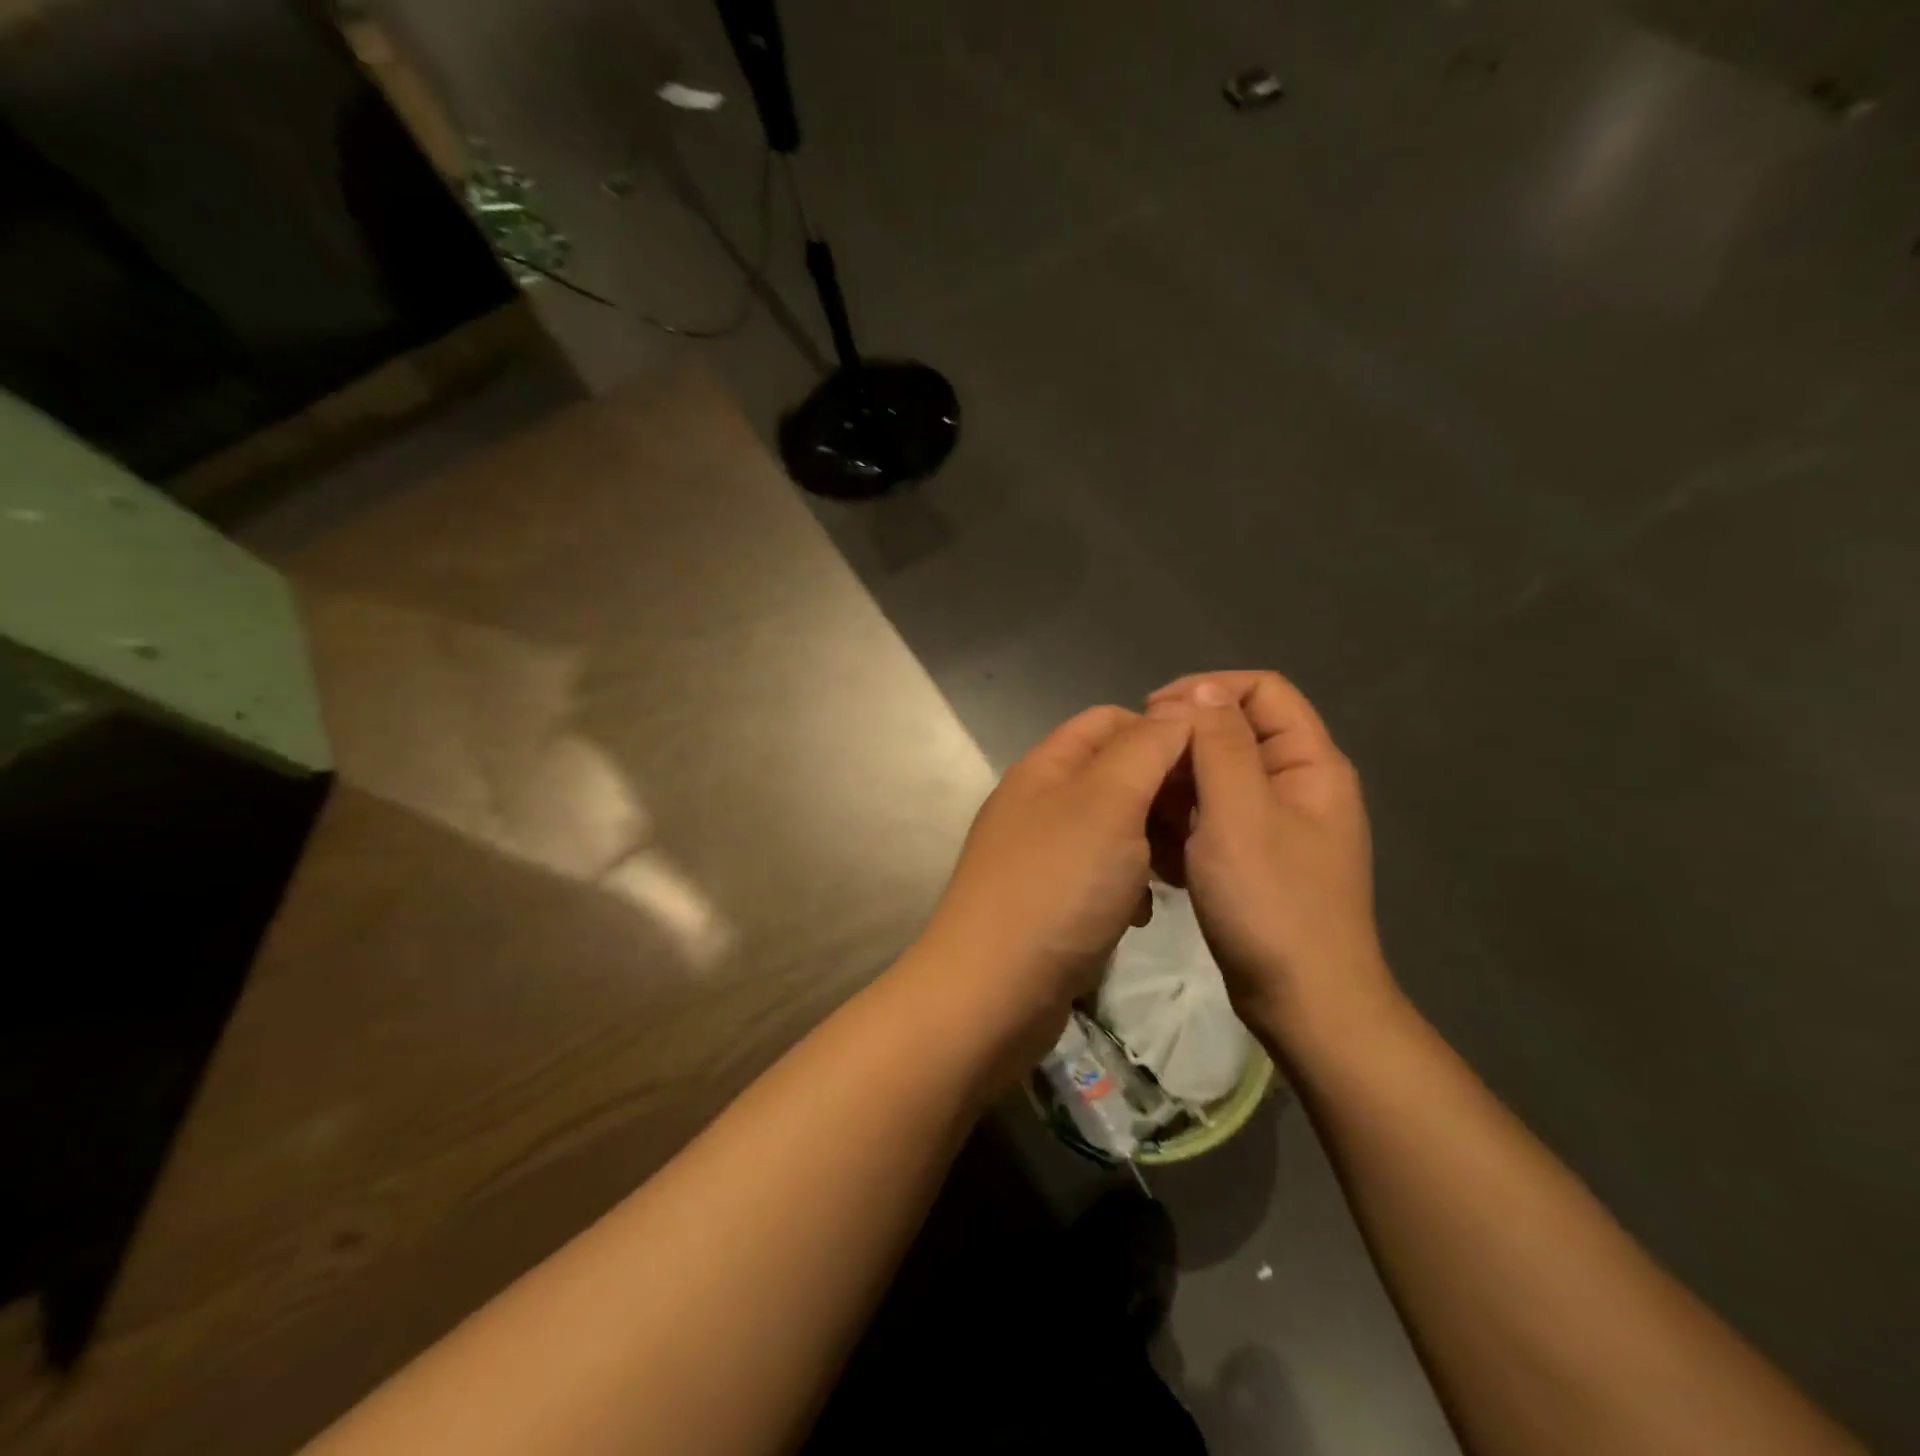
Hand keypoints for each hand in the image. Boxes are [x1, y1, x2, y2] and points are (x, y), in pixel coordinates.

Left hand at [911, 706, 1192, 1072]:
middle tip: (1202, 830)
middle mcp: (1039, 801)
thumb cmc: (1058, 885)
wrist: (992, 991)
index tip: (1211, 768)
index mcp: (1047, 765)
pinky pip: (1099, 874)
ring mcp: (1040, 853)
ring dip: (1151, 843)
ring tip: (1177, 874)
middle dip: (1162, 794)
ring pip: (1113, 827)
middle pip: (1115, 774)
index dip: (1164, 732)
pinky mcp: (1047, 900)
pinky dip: (1128, 884)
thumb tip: (1181, 708)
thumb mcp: (1110, 802)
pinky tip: (1142, 913)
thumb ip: (1147, 748)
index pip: (1112, 720)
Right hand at [1145, 671, 1397, 1052]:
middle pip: (1235, 733)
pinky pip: (1213, 819)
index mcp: (1309, 763)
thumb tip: (1203, 691)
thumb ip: (1220, 744)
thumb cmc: (1271, 902)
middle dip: (1183, 743)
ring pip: (1217, 779)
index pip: (1262, 690)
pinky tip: (1156, 850)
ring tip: (1139, 814)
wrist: (1303, 1002)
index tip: (1153, 714)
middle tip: (1136, 770)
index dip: (1206, 689)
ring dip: (1176, 789)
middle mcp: (1297, 785)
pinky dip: (1183, 825)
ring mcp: (1276, 825)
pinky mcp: (1255, 858)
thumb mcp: (1239, 813)